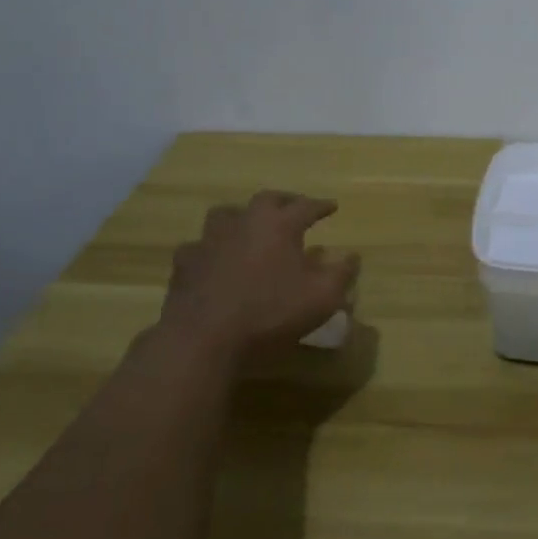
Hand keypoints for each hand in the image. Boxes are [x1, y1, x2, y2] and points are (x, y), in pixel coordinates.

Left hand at [159, 191, 360, 361]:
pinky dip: (211, 249)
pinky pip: (199, 246)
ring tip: (250, 227)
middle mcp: (245, 222)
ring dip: (242, 217)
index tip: (332, 205)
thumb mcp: (321, 298)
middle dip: (284, 201)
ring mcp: (210, 240)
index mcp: (280, 225)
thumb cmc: (270, 314)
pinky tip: (214, 260)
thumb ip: (341, 274)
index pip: (306, 206)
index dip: (321, 205)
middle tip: (294, 207)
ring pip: (227, 214)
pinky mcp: (185, 263)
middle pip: (267, 199)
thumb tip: (352, 256)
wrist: (203, 339)